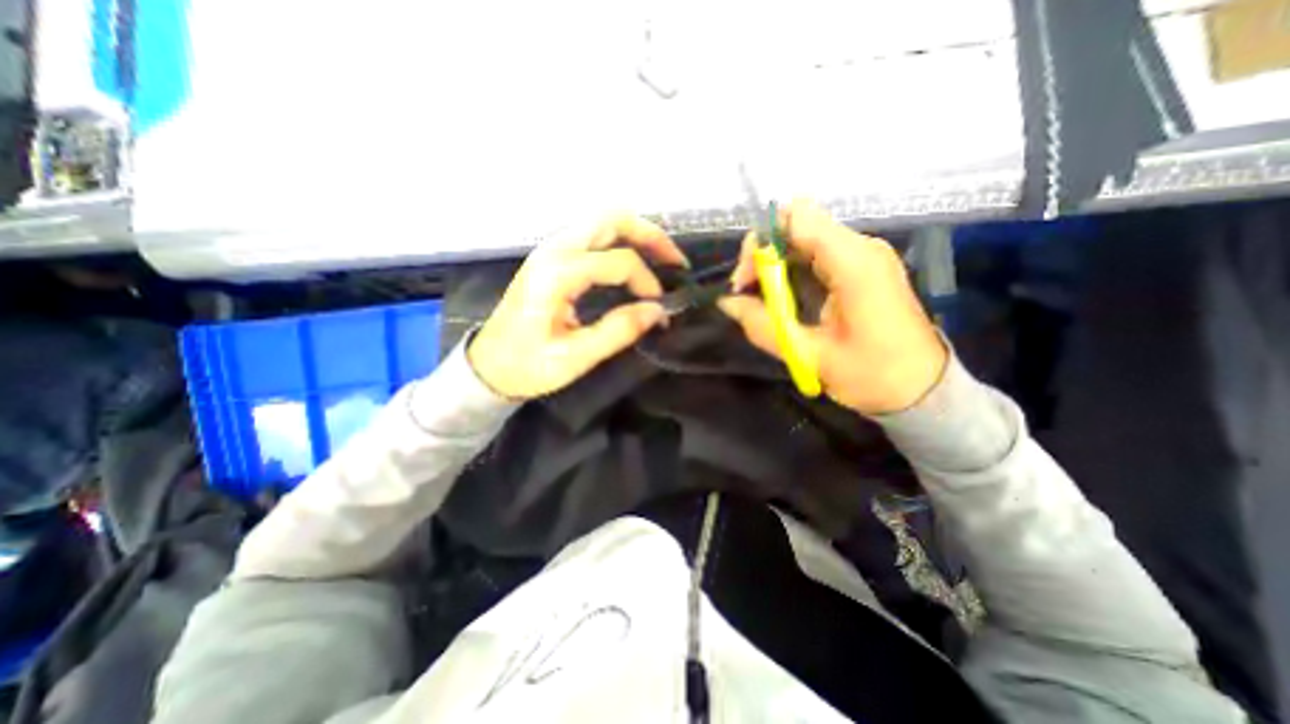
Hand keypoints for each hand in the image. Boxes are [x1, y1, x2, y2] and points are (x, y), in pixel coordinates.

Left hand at [474, 215, 688, 400]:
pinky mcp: (551, 258)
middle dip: (649, 236)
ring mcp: (550, 250)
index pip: (618, 261)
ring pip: (602, 222)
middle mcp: (553, 250)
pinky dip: (620, 243)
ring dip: (636, 235)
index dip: (648, 281)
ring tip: (661, 260)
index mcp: (557, 274)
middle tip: (675, 262)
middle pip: (610, 219)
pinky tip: (633, 264)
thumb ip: (619, 331)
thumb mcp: (575, 357)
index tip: (660, 308)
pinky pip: (592, 236)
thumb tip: (659, 311)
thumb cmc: (527, 366)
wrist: (488, 367)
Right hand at [722, 201, 951, 416]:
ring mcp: (863, 256)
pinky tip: (782, 298)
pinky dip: (790, 269)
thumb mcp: (810, 355)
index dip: (762, 239)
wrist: (924, 389)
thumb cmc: (873, 375)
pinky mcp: (861, 268)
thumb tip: (727, 302)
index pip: (796, 217)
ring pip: (802, 238)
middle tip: (747, 293)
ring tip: (760, 300)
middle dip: (763, 253)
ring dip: (774, 263)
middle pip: (796, 224)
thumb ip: (763, 326)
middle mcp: (860, 248)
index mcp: (853, 263)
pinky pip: (815, 254)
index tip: (748, 279)